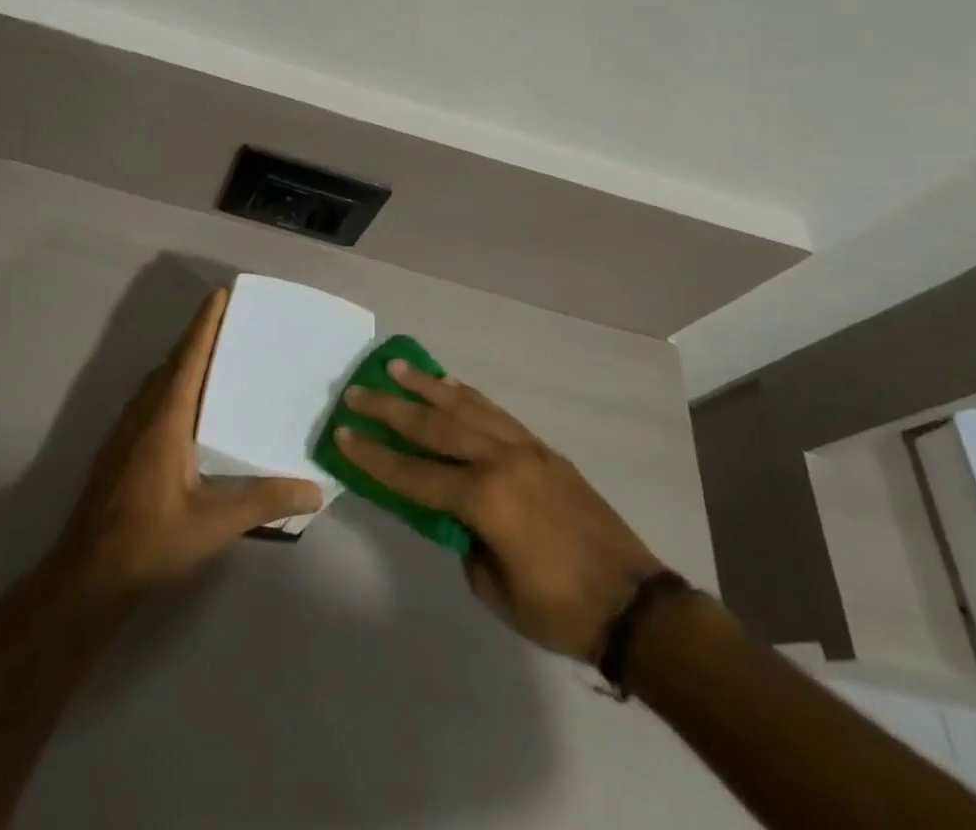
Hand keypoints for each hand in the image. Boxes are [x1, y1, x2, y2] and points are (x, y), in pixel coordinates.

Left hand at [48, 288, 323, 600]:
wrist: (86, 576)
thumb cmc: (150, 541)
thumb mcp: (214, 524)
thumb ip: (264, 502)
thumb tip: (316, 490)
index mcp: (166, 419)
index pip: (189, 358)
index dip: (205, 324)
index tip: (220, 293)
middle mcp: (143, 414)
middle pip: (172, 362)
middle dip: (198, 336)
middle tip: (229, 319)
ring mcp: (126, 431)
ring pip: (157, 381)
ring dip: (182, 360)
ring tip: (212, 355)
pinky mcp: (118, 449)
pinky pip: (149, 399)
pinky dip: (170, 384)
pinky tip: (185, 405)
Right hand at [335, 362, 664, 661]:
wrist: (633, 602)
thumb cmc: (559, 609)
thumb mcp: (493, 588)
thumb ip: (463, 540)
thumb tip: (451, 512)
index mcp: (484, 500)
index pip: (413, 474)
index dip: (373, 457)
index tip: (341, 435)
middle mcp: (499, 461)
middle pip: (433, 427)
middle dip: (389, 409)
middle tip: (356, 391)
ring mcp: (523, 448)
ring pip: (464, 407)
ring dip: (426, 386)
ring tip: (395, 367)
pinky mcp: (542, 448)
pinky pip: (495, 412)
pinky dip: (467, 396)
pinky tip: (448, 386)